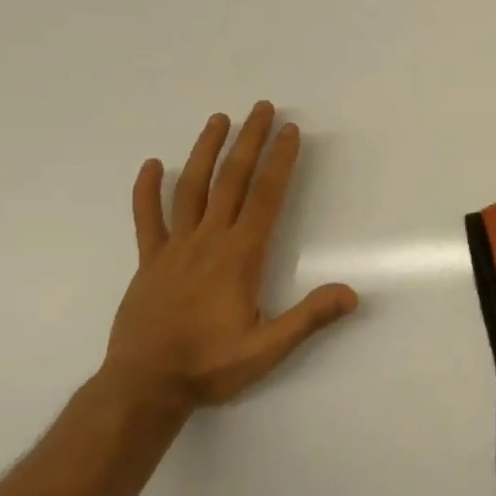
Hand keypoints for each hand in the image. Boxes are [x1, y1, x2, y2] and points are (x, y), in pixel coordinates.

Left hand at [103, 101, 357, 408]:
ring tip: (218, 119)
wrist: (143, 387)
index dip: (280, 162)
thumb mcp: (267, 349)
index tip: (290, 131)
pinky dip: (148, 190)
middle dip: (249, 141)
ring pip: (190, 189)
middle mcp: (207, 241)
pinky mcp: (149, 262)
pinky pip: (147, 218)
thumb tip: (352, 294)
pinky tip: (152, 165)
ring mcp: (174, 249)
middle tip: (261, 108)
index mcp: (239, 256)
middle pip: (230, 180)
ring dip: (205, 151)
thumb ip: (309, 318)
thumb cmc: (210, 366)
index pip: (264, 197)